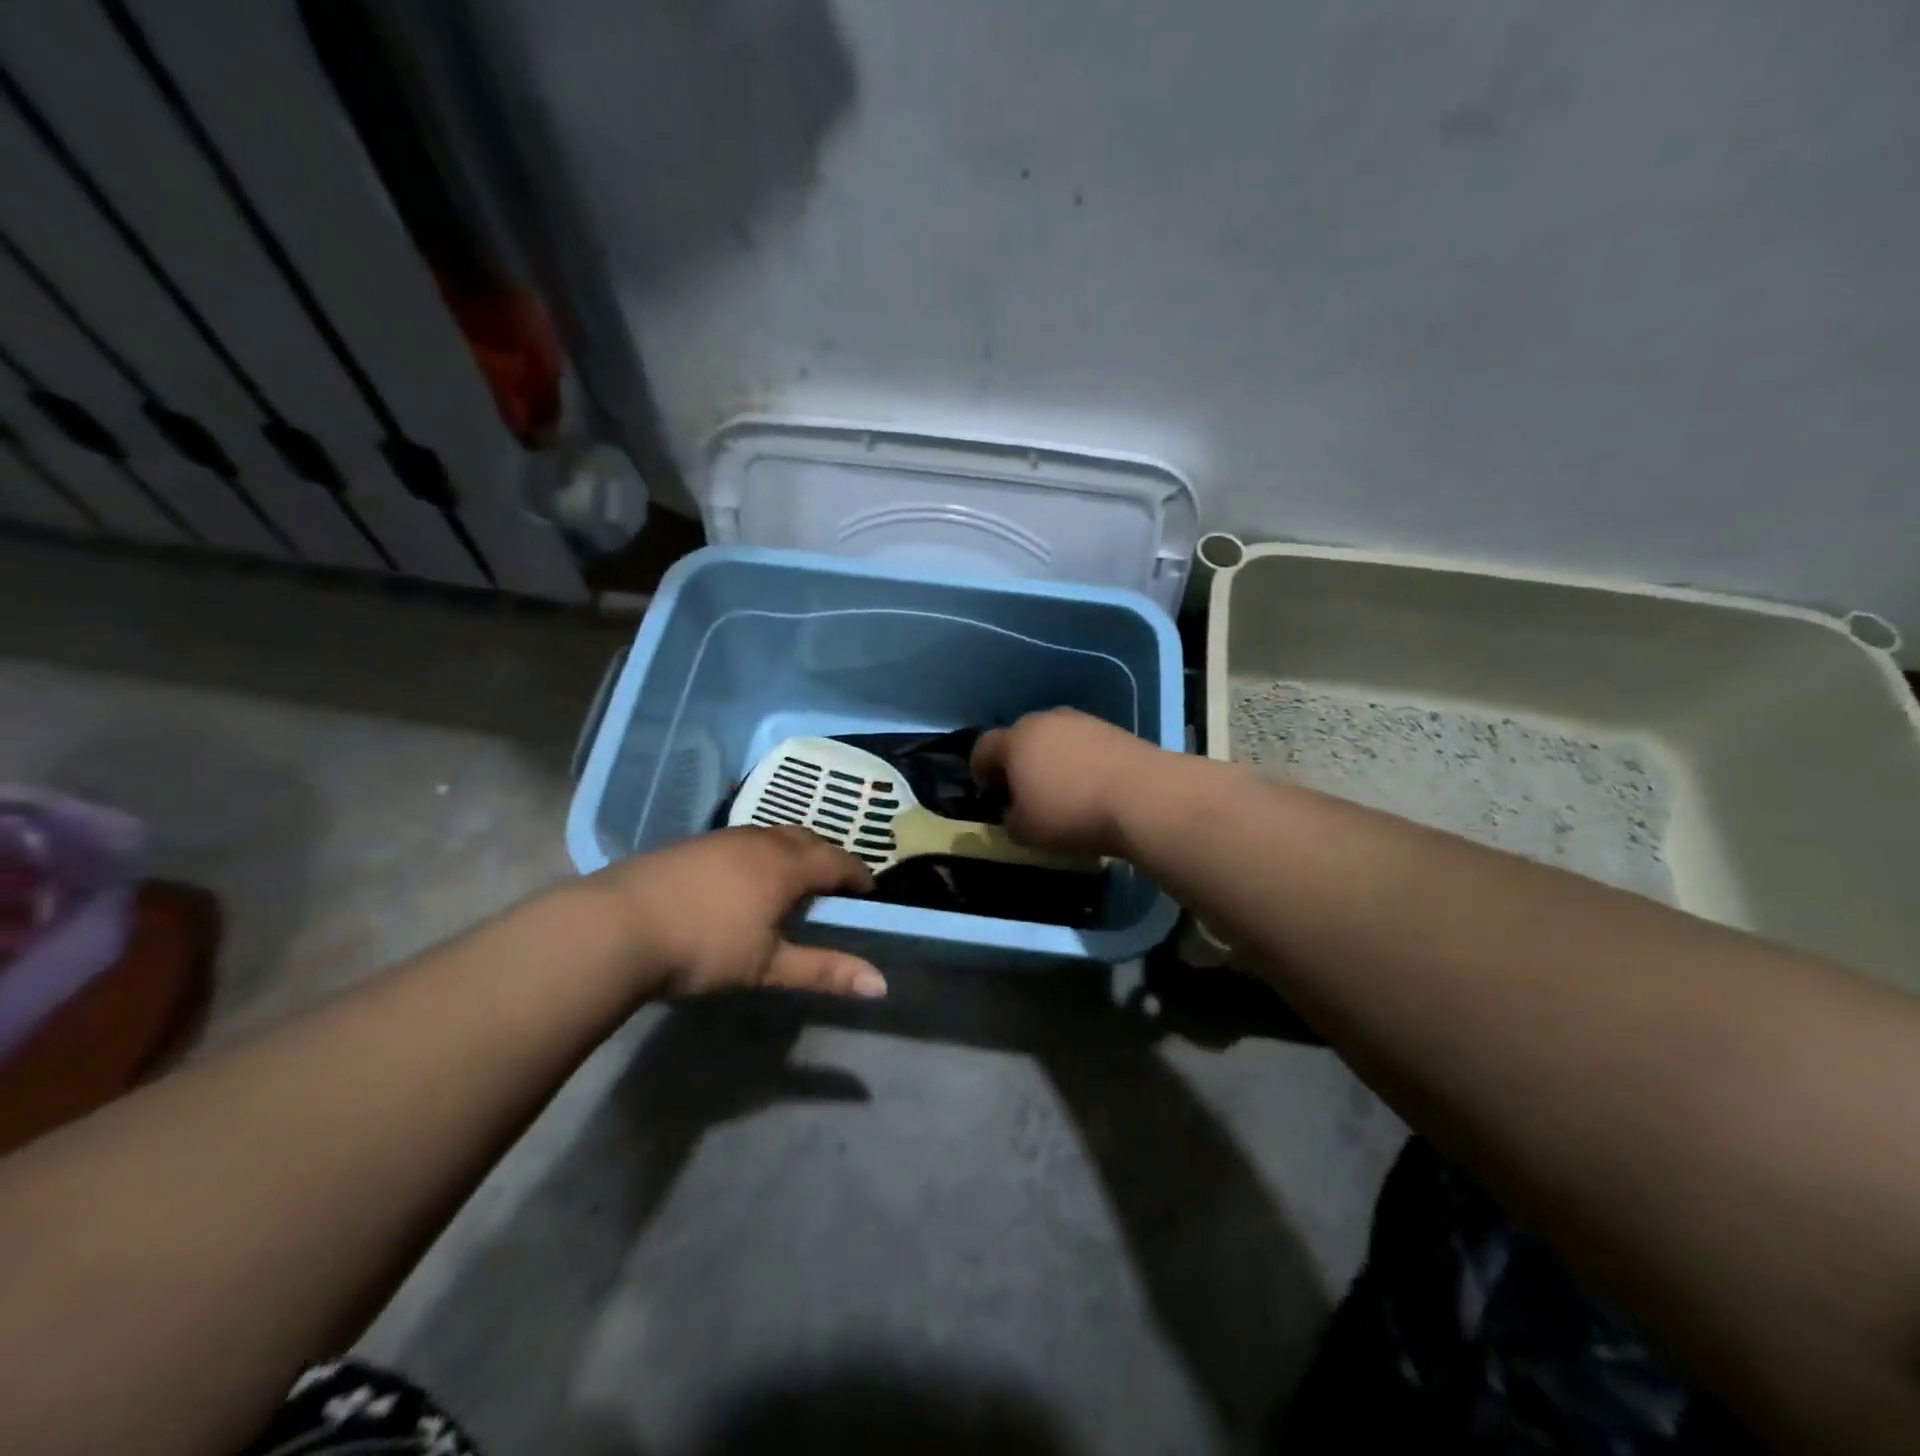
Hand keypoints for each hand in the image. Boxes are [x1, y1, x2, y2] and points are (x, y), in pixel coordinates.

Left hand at [594, 826, 884, 999]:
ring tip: (791, 881)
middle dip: (828, 857)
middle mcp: (760, 841)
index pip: (838, 861)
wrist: (615, 926)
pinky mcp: (692, 843)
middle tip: (833, 886)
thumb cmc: (703, 946)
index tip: (868, 893)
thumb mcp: (768, 965)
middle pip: (808, 838)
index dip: (859, 875)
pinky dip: (760, 853)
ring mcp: (723, 837)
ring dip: (793, 851)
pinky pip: (743, 839)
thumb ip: (825, 971)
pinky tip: (742, 879)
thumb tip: (880, 985)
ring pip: (773, 834)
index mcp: (786, 865)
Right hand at [971, 709, 1161, 857]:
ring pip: (1053, 738)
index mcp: (1015, 740)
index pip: (983, 747)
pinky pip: (1082, 744)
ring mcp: (1081, 721)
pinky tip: (1091, 786)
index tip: (988, 792)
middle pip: (1020, 737)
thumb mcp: (1026, 831)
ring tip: (1060, 789)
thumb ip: (1010, 821)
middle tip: (1023, 791)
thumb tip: (1014, 813)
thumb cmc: (1072, 813)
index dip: (979, 770)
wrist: (1143, 797)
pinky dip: (1079, 760)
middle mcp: (1045, 721)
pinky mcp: (1112, 729)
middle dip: (1016, 762)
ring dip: (1049, 759)